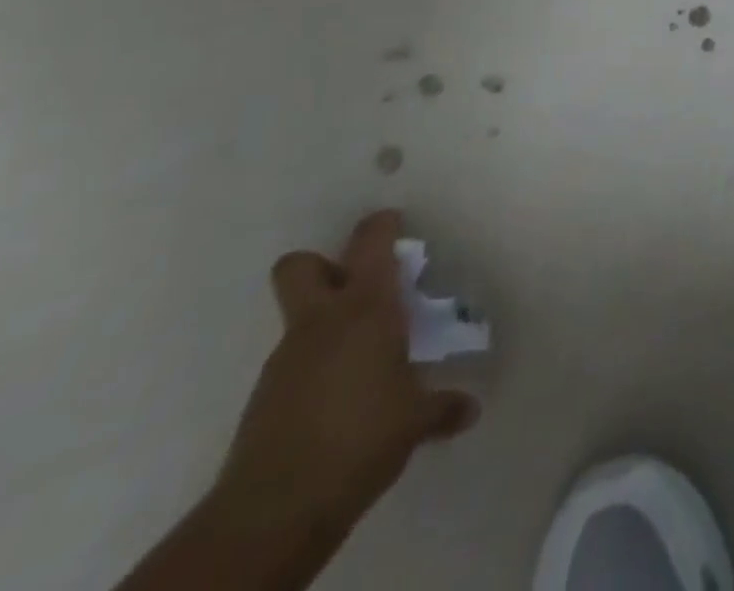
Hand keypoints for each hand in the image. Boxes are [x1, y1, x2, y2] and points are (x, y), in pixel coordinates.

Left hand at [211, 210, 478, 537]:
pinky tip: (339, 400)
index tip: (395, 223)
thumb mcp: (415, 421)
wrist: (275, 510)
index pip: (371, 242)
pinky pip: (293, 364)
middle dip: (323, 264)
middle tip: (356, 285)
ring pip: (298, 319)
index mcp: (365, 308)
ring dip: (324, 325)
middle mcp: (321, 322)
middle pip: (301, 265)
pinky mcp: (263, 399)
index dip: (382, 225)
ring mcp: (285, 360)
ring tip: (362, 359)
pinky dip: (314, 368)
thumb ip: (442, 407)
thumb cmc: (362, 438)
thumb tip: (470, 408)